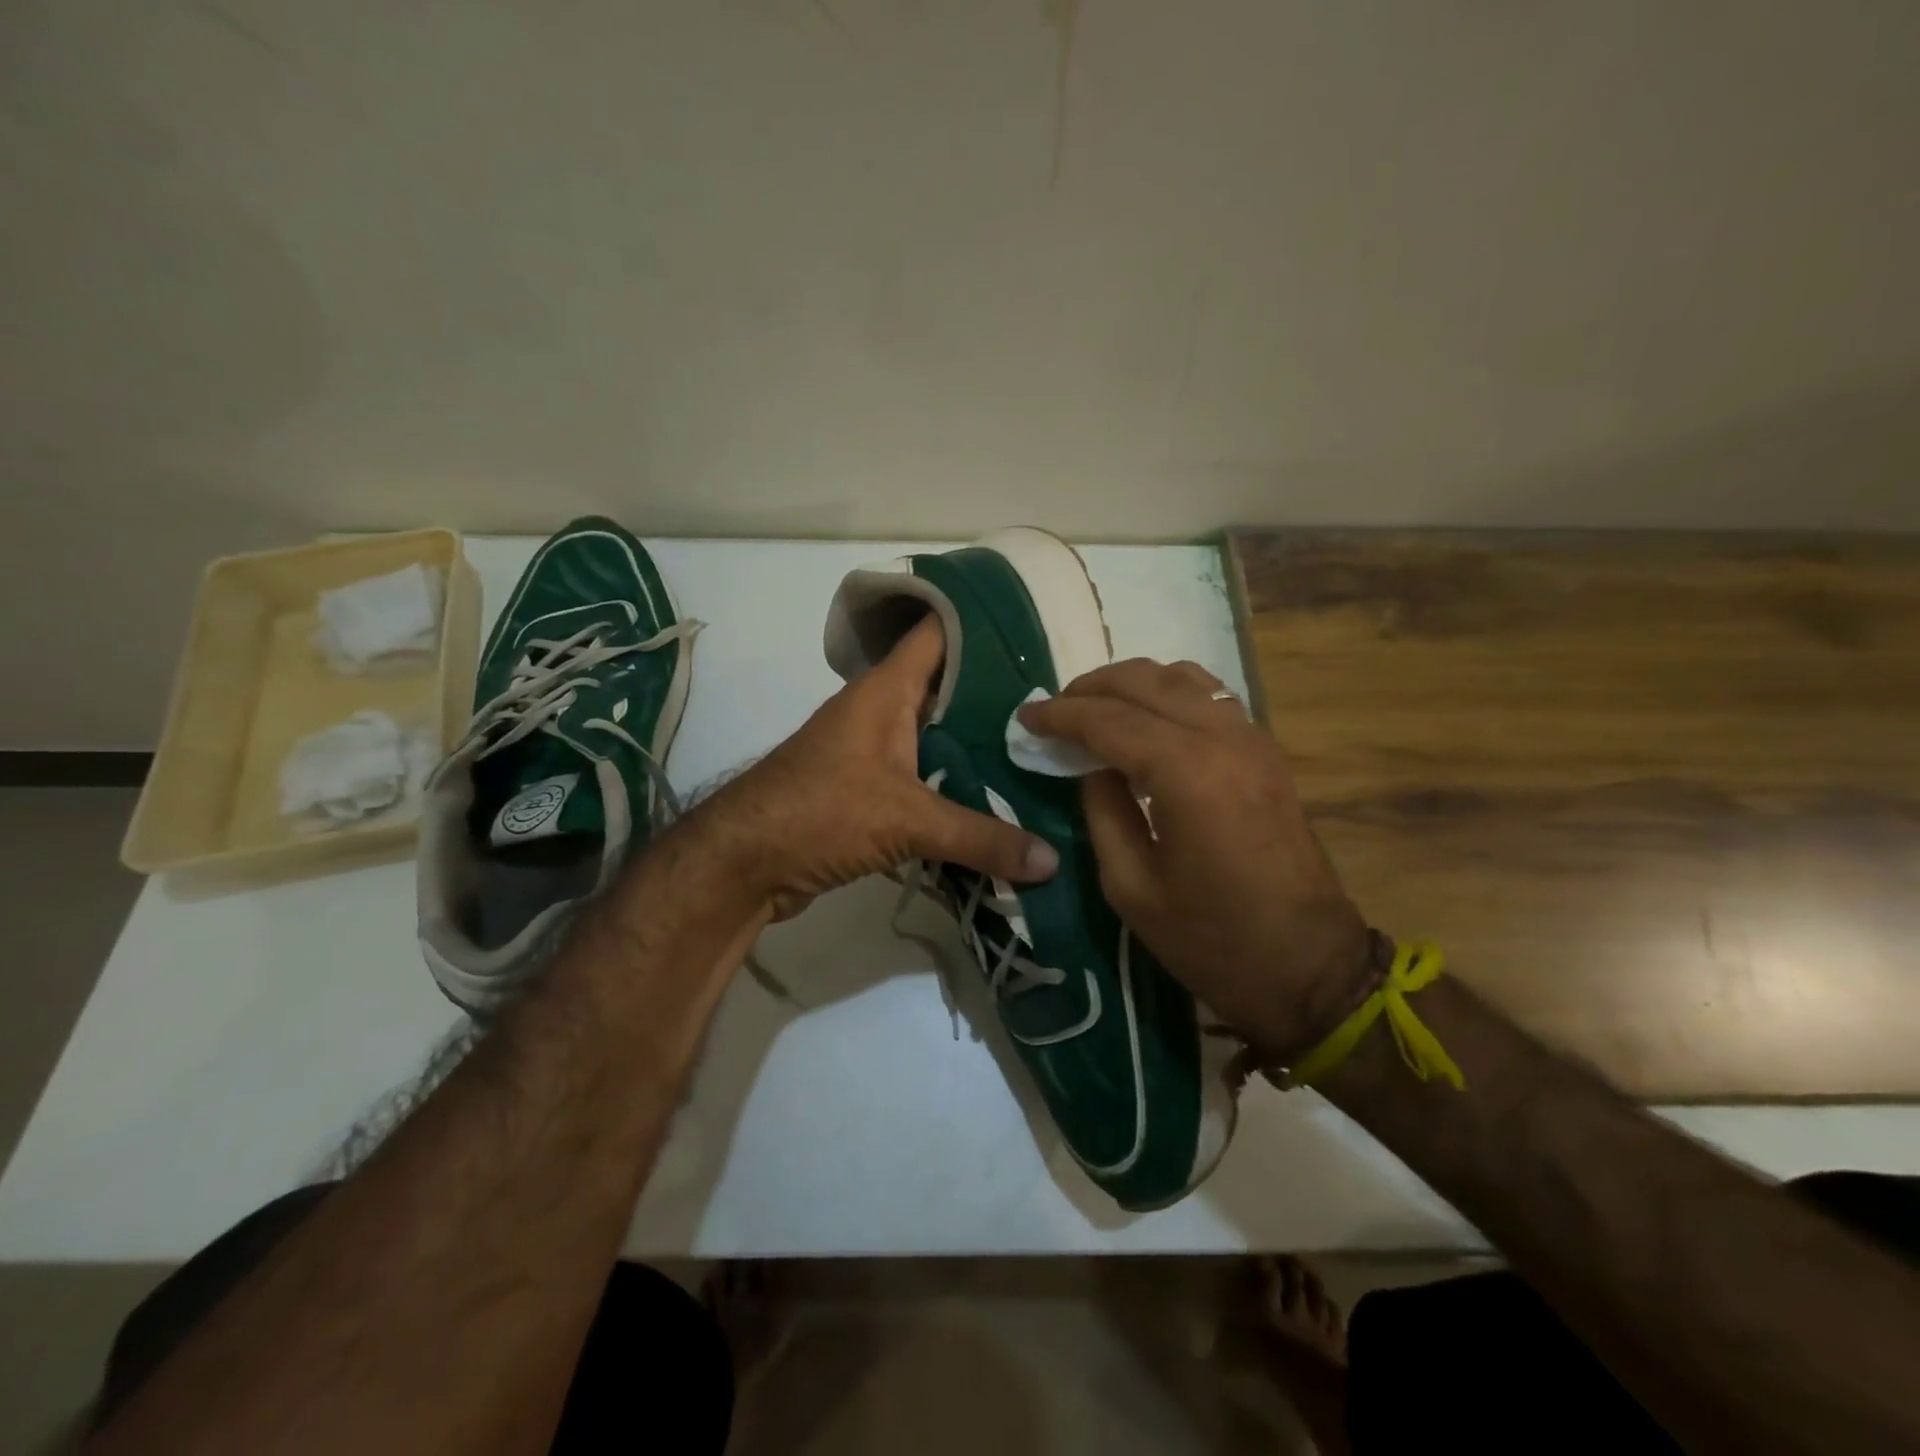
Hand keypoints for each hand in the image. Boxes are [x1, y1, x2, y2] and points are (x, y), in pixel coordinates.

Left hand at [697, 617, 1058, 919]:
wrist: (743, 863)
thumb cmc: (821, 812)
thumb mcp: (907, 820)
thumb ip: (982, 837)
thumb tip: (1053, 861)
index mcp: (886, 691)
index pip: (937, 632)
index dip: (980, 622)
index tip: (1033, 629)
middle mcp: (880, 712)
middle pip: (947, 689)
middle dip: (997, 695)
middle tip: (1055, 705)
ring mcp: (873, 753)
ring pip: (937, 737)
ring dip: (979, 746)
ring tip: (1038, 753)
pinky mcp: (868, 793)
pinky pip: (925, 778)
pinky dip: (956, 785)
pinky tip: (996, 800)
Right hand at [1019, 660, 1372, 1062]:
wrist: (1309, 966)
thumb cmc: (1211, 939)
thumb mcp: (1130, 886)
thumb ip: (1102, 811)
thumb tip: (1089, 766)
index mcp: (1186, 772)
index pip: (1109, 719)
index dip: (1060, 714)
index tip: (1025, 716)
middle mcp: (1222, 738)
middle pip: (1144, 681)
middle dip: (1090, 688)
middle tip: (1054, 710)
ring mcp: (1252, 739)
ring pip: (1181, 676)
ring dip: (1131, 684)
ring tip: (1095, 709)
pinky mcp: (1266, 751)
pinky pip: (1209, 696)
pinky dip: (1168, 693)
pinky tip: (1146, 721)